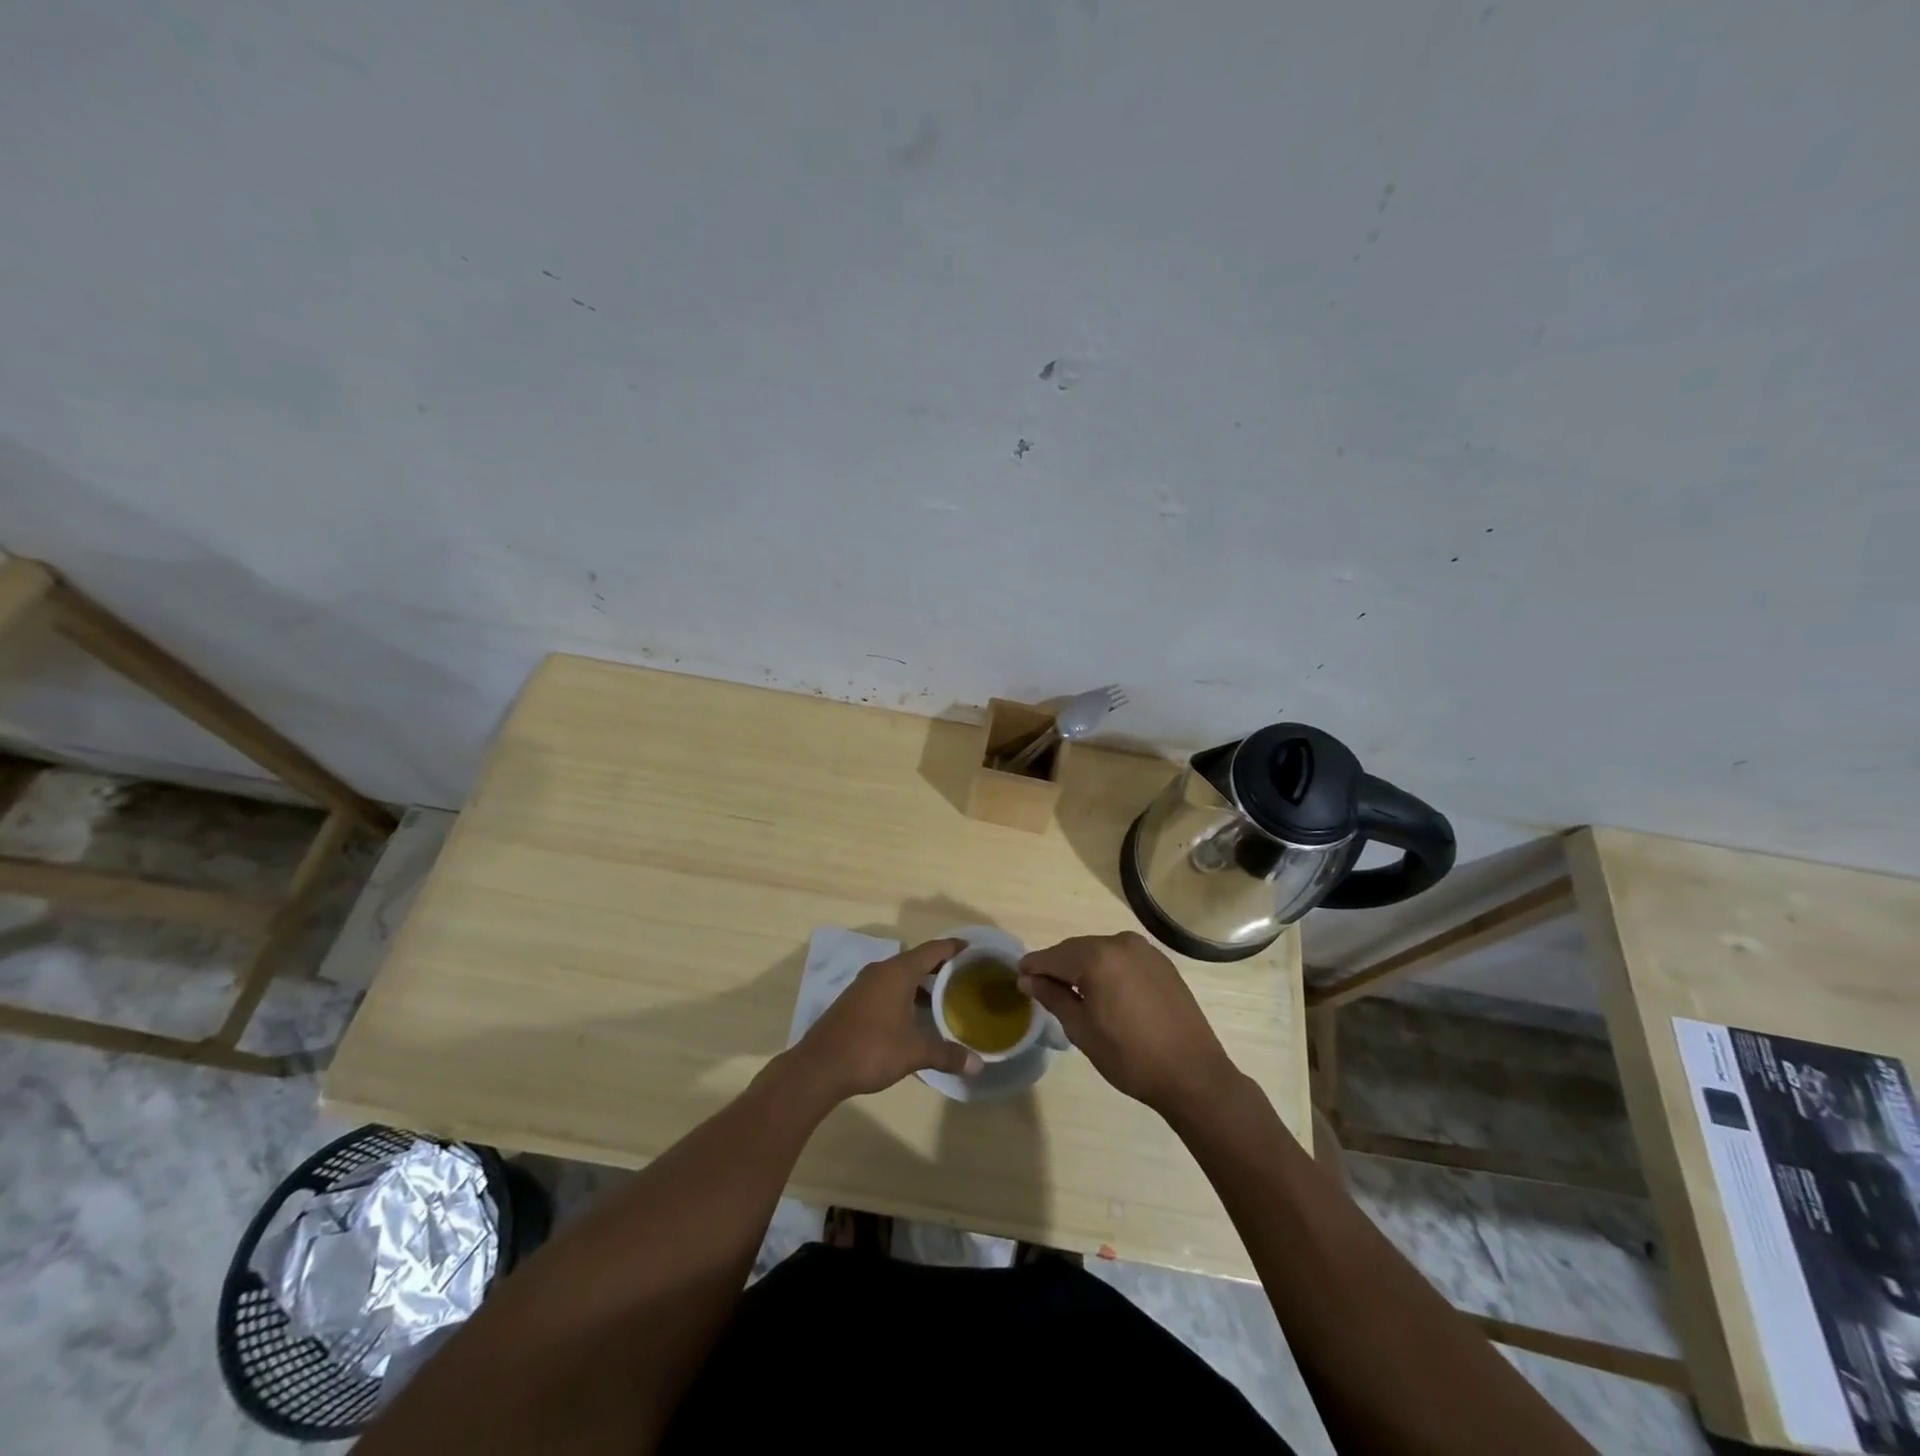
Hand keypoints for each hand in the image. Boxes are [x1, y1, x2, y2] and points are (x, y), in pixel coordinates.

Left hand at [790, 938, 980, 1101]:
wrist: (819, 1067)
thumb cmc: (871, 1050)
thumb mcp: (914, 1052)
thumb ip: (946, 1055)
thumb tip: (977, 1065)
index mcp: (898, 972)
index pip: (932, 949)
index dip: (954, 947)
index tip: (973, 949)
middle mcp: (881, 970)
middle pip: (916, 959)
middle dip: (939, 966)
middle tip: (963, 976)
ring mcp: (864, 984)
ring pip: (900, 974)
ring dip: (920, 982)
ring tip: (943, 997)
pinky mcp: (854, 1000)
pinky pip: (886, 986)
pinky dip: (904, 992)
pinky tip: (913, 1015)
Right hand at [1019, 932, 1240, 1117]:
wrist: (1193, 1074)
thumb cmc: (1130, 1057)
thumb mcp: (1082, 1030)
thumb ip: (1053, 997)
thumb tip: (1028, 979)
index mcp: (1097, 958)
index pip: (1053, 956)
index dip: (1033, 966)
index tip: (1018, 977)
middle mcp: (1120, 943)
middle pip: (1076, 949)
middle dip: (1058, 966)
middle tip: (1041, 987)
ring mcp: (1144, 950)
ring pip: (1099, 951)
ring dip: (1082, 966)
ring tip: (1073, 992)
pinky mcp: (1161, 962)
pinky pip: (1122, 958)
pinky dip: (1107, 968)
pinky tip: (1105, 991)